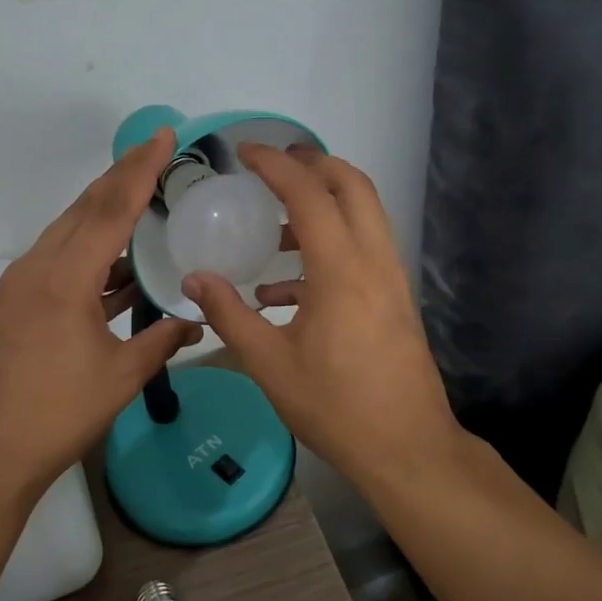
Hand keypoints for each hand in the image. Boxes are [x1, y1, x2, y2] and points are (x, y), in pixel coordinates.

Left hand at [0, 128, 203, 494]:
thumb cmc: (57, 414)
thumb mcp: (120, 377)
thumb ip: (161, 341)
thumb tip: (196, 323)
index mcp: (65, 279)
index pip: (110, 209)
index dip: (140, 170)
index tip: (163, 137)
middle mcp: (38, 268)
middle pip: (85, 208)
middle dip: (122, 177)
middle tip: (156, 153)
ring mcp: (21, 284)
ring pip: (69, 231)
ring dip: (105, 212)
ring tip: (144, 200)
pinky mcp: (15, 303)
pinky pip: (60, 258)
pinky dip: (91, 250)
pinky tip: (118, 264)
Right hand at [180, 144, 462, 482]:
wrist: (407, 448)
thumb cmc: (334, 406)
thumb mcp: (269, 363)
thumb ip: (229, 314)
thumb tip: (194, 278)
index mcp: (341, 270)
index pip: (309, 194)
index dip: (276, 165)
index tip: (246, 152)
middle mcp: (374, 261)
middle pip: (353, 185)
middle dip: (314, 164)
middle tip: (274, 166)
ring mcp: (391, 279)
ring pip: (365, 214)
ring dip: (325, 203)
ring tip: (276, 224)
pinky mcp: (396, 299)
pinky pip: (364, 250)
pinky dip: (330, 245)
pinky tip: (287, 288)